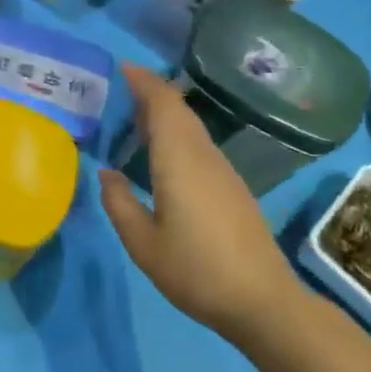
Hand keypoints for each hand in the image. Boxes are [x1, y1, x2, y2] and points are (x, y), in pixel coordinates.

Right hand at [99, 66, 300, 336]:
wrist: (263, 303)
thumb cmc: (196, 271)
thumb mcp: (143, 244)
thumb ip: (119, 204)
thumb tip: (107, 173)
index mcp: (180, 162)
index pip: (164, 105)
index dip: (144, 82)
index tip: (121, 68)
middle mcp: (204, 157)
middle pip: (180, 111)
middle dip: (151, 93)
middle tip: (118, 92)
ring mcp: (223, 172)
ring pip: (191, 128)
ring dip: (164, 115)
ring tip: (132, 121)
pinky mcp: (232, 189)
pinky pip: (199, 146)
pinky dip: (176, 135)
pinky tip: (161, 156)